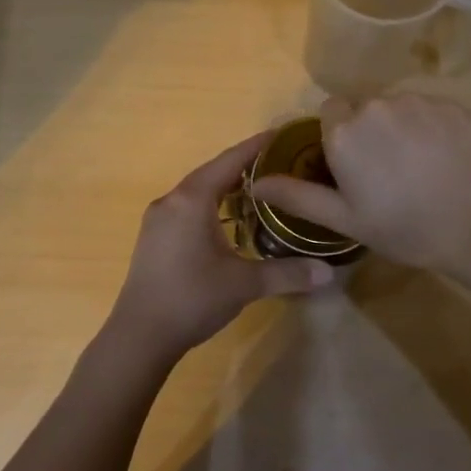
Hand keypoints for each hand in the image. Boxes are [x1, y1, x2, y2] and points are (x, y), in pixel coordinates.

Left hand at [109, 131, 334, 361]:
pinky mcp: (153, 238)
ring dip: (225, 187)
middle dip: (244, 166)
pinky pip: (186, 208)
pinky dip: (210, 205)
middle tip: (279, 165)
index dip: (256, 146)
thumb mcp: (244, 284)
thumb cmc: (192, 298)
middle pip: (212, 172)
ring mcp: (158, 219)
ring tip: (258, 190)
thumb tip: (330, 272)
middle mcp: (172, 200)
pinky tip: (227, 221)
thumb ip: (287, 273)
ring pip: (197, 191)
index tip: (281, 134)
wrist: (139, 336)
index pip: (229, 161)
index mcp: (192, 200)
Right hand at [252, 94, 470, 276]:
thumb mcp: (346, 220)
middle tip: (387, 173)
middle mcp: (375, 105)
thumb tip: (256, 182)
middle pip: (362, 109)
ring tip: (419, 167)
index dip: (338, 138)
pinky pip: (427, 109)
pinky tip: (443, 159)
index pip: (329, 114)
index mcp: (344, 131)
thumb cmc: (406, 227)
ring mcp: (416, 101)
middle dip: (368, 132)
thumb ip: (298, 196)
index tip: (353, 167)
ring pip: (395, 108)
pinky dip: (428, 127)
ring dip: (398, 128)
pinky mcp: (450, 104)